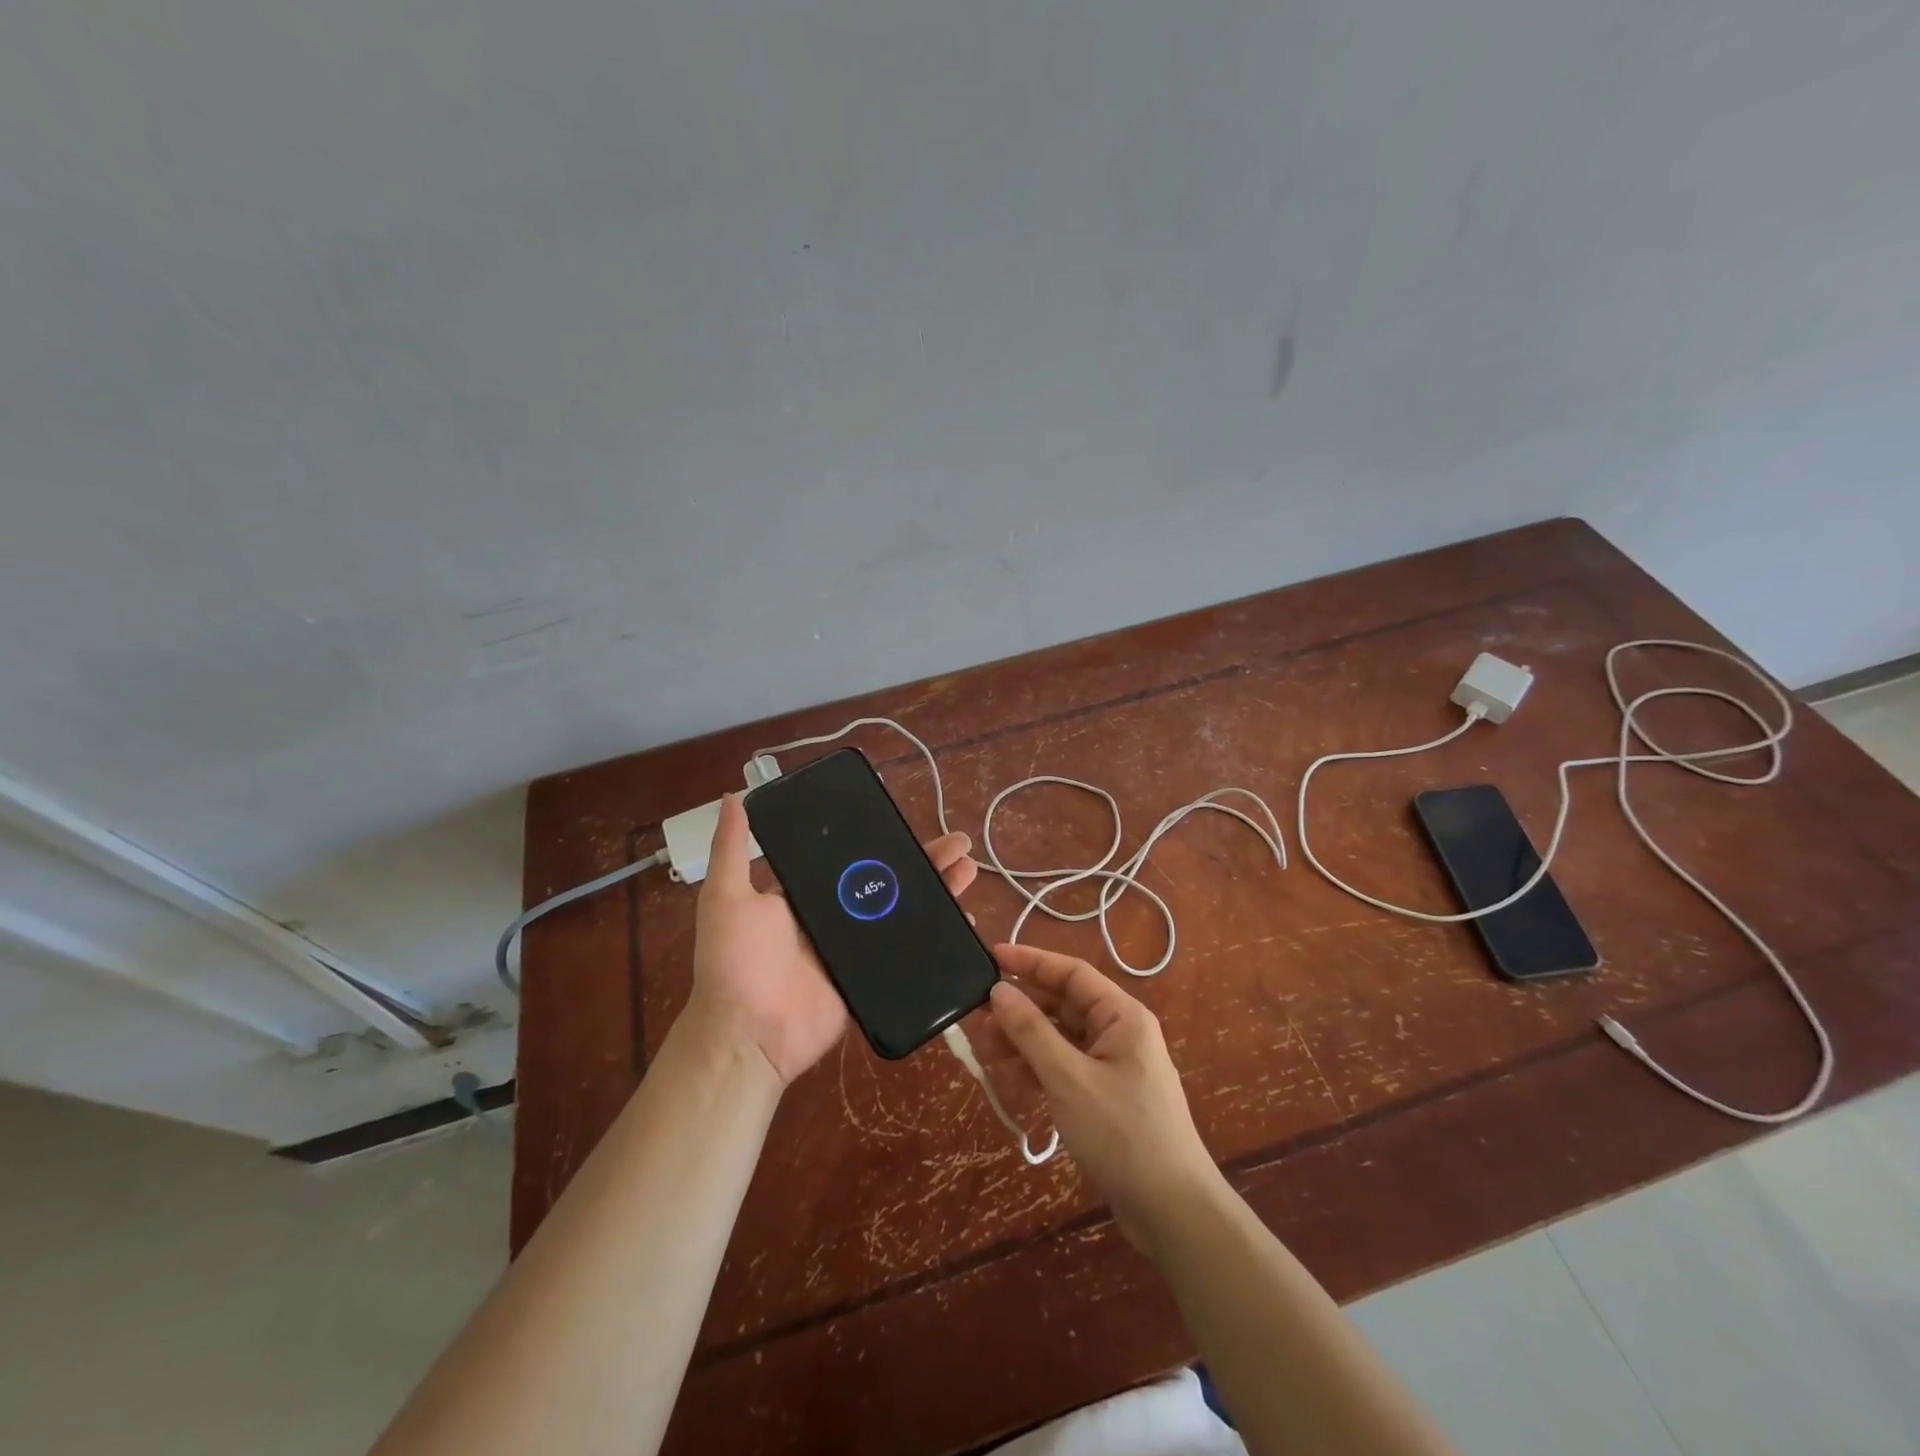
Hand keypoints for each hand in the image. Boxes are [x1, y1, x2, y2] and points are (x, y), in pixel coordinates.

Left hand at [688, 793, 978, 1085]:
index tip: (910, 820)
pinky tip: (965, 919)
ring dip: (939, 889)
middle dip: (925, 860)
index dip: (883, 839)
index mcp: (806, 893)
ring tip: (969, 869)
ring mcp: (857, 947)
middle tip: (960, 842)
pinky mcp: (872, 975)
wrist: (750, 1034)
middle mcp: (835, 915)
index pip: (852, 857)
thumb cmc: (736, 960)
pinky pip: (909, 950)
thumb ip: (732, 848)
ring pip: (905, 910)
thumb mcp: (727, 897)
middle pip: (888, 879)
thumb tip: (732, 795)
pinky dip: (937, 934)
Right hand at [983, 943, 1221, 1252]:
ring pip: (1060, 1039)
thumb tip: (999, 991)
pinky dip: (1037, 1069)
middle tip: (976, 1012)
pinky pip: (1064, 1069)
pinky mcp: (1104, 1098)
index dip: (1030, 961)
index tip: (991, 956)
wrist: (1173, 1213)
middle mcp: (1119, 1033)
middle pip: (1063, 1005)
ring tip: (983, 1047)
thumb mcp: (1069, 1078)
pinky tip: (1007, 1078)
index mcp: (1121, 1016)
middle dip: (1021, 1008)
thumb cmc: (1123, 1134)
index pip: (1071, 972)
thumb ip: (1031, 1032)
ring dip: (1023, 1041)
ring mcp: (1112, 1067)